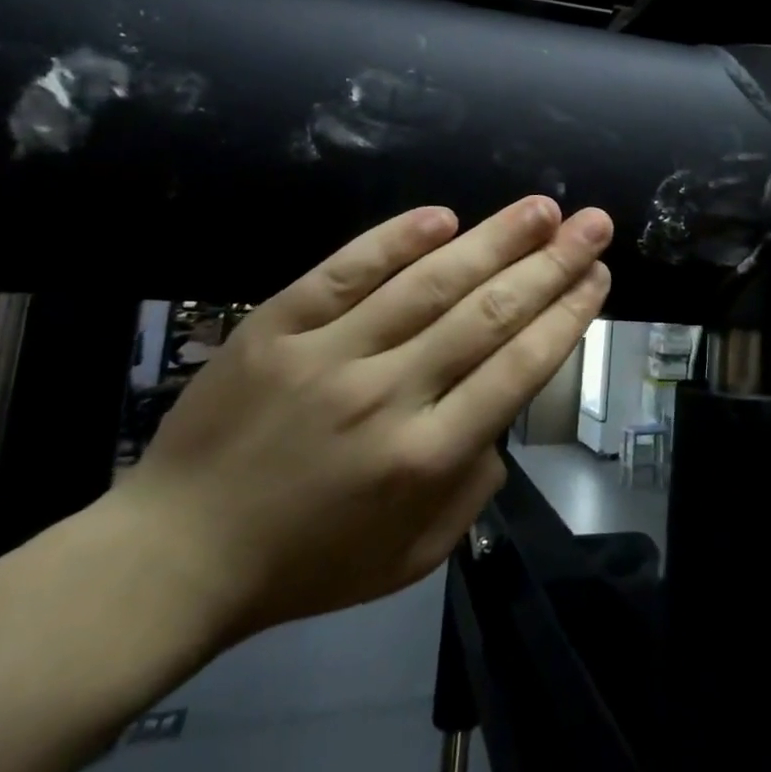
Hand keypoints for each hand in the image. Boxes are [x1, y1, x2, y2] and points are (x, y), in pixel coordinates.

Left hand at [110, 196, 611, 644]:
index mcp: (426, 460)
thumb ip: (472, 491)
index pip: (518, 369)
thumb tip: (500, 420)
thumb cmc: (304, 563)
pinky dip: (394, 240)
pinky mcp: (276, 327)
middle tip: (593, 224)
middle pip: (488, 316)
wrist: (172, 556)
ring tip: (542, 208)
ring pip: (428, 285)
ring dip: (493, 240)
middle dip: (552, 265)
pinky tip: (442, 216)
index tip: (598, 276)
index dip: (566, 316)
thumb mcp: (410, 558)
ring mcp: (328, 356)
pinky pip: (344, 273)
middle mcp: (387, 398)